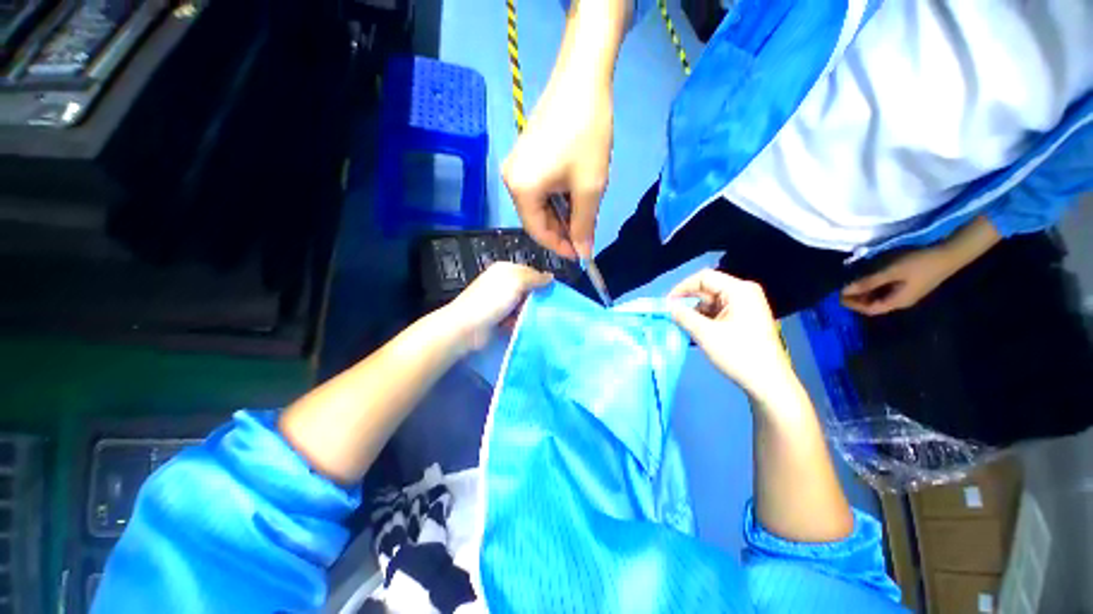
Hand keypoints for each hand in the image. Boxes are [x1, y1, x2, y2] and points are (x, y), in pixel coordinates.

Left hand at [444, 263, 552, 350]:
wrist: (467, 327)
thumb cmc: (492, 301)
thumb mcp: (516, 282)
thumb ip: (535, 278)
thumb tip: (550, 276)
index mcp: (505, 269)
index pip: (530, 271)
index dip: (541, 281)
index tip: (551, 293)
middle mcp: (502, 283)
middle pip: (527, 289)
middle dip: (535, 298)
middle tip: (544, 307)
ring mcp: (499, 301)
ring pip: (522, 304)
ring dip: (527, 312)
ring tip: (533, 318)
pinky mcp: (498, 317)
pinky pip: (515, 317)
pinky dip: (519, 321)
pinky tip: (521, 325)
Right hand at [502, 75, 612, 259]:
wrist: (582, 78)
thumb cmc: (586, 136)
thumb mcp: (589, 188)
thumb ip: (584, 226)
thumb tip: (584, 254)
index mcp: (520, 191)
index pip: (538, 232)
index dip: (560, 247)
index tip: (581, 254)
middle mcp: (510, 181)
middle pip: (537, 220)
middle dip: (562, 231)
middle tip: (585, 235)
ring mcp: (515, 168)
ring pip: (539, 206)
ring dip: (561, 215)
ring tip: (583, 215)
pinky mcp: (524, 158)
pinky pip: (539, 190)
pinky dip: (557, 199)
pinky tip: (573, 196)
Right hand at [668, 270, 796, 403]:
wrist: (768, 383)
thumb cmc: (738, 354)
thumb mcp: (705, 334)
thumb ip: (684, 316)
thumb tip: (668, 307)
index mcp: (739, 290)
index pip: (704, 278)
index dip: (682, 287)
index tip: (667, 303)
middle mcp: (744, 293)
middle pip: (708, 289)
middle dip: (688, 302)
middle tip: (670, 315)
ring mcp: (746, 307)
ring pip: (711, 302)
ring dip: (694, 312)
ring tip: (680, 325)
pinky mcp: (744, 319)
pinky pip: (718, 312)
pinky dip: (704, 320)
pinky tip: (693, 331)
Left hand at [841, 247, 958, 315]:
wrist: (950, 254)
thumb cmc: (919, 264)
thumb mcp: (891, 272)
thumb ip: (868, 282)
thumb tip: (845, 290)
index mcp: (897, 302)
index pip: (870, 309)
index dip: (853, 305)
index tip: (838, 296)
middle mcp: (902, 301)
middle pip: (874, 305)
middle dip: (857, 299)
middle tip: (842, 289)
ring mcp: (907, 294)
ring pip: (880, 298)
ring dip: (865, 293)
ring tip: (852, 284)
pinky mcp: (910, 286)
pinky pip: (888, 291)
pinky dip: (875, 288)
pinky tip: (869, 279)